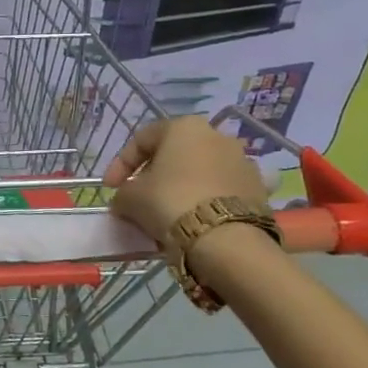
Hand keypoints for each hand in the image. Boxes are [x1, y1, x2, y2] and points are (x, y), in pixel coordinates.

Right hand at [102, 116, 268, 244]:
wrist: (226, 240)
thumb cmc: (170, 203)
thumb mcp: (131, 197)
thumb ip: (123, 193)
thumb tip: (124, 199)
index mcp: (183, 127)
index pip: (141, 140)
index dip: (120, 164)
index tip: (110, 188)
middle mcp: (216, 135)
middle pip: (174, 154)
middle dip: (154, 175)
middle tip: (139, 198)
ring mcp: (242, 161)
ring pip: (200, 172)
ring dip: (182, 187)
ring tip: (168, 213)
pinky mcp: (258, 189)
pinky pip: (221, 191)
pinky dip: (205, 201)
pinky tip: (194, 221)